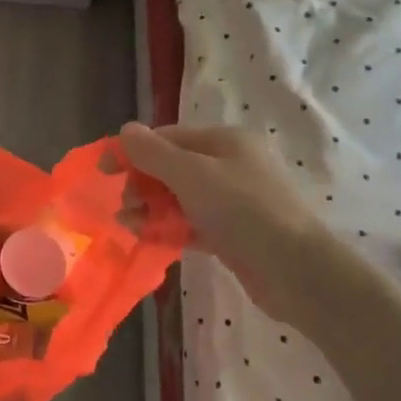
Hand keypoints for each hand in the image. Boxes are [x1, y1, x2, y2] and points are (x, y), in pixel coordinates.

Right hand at [119, 122, 334, 324]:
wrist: (296, 271)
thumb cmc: (243, 211)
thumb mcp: (192, 175)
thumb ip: (154, 153)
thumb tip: (124, 129)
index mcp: (225, 141)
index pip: (168, 137)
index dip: (134, 151)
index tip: (104, 173)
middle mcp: (230, 165)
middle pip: (172, 167)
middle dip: (142, 184)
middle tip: (123, 206)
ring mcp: (233, 201)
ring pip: (180, 198)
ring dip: (151, 208)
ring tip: (129, 225)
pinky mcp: (233, 233)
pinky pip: (191, 224)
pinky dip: (170, 228)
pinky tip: (149, 239)